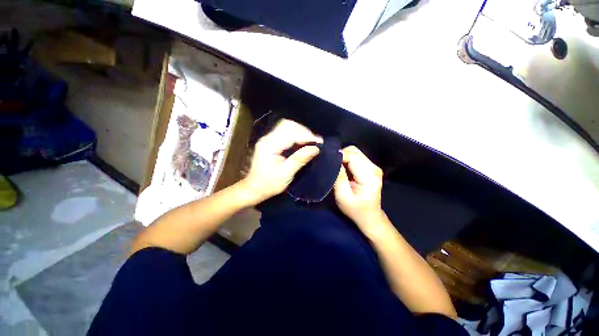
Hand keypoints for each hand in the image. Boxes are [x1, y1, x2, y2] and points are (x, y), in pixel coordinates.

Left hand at [240, 119, 321, 204]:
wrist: (254, 188)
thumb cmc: (269, 184)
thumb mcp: (285, 174)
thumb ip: (299, 159)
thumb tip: (316, 148)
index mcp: (269, 146)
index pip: (290, 134)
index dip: (306, 136)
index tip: (320, 142)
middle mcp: (267, 138)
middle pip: (287, 125)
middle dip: (304, 131)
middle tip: (315, 142)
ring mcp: (268, 139)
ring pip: (287, 127)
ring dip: (300, 132)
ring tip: (311, 141)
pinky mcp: (270, 142)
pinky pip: (285, 133)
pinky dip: (296, 135)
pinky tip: (302, 142)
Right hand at [334, 146, 385, 234]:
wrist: (370, 217)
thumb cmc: (355, 210)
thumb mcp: (343, 196)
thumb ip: (338, 177)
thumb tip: (332, 160)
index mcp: (369, 176)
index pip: (352, 157)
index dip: (338, 156)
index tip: (327, 161)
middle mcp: (374, 168)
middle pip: (354, 151)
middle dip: (340, 155)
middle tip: (330, 164)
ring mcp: (374, 167)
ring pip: (355, 152)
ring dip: (343, 157)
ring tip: (335, 166)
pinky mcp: (370, 168)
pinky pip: (356, 157)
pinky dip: (347, 159)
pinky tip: (342, 168)